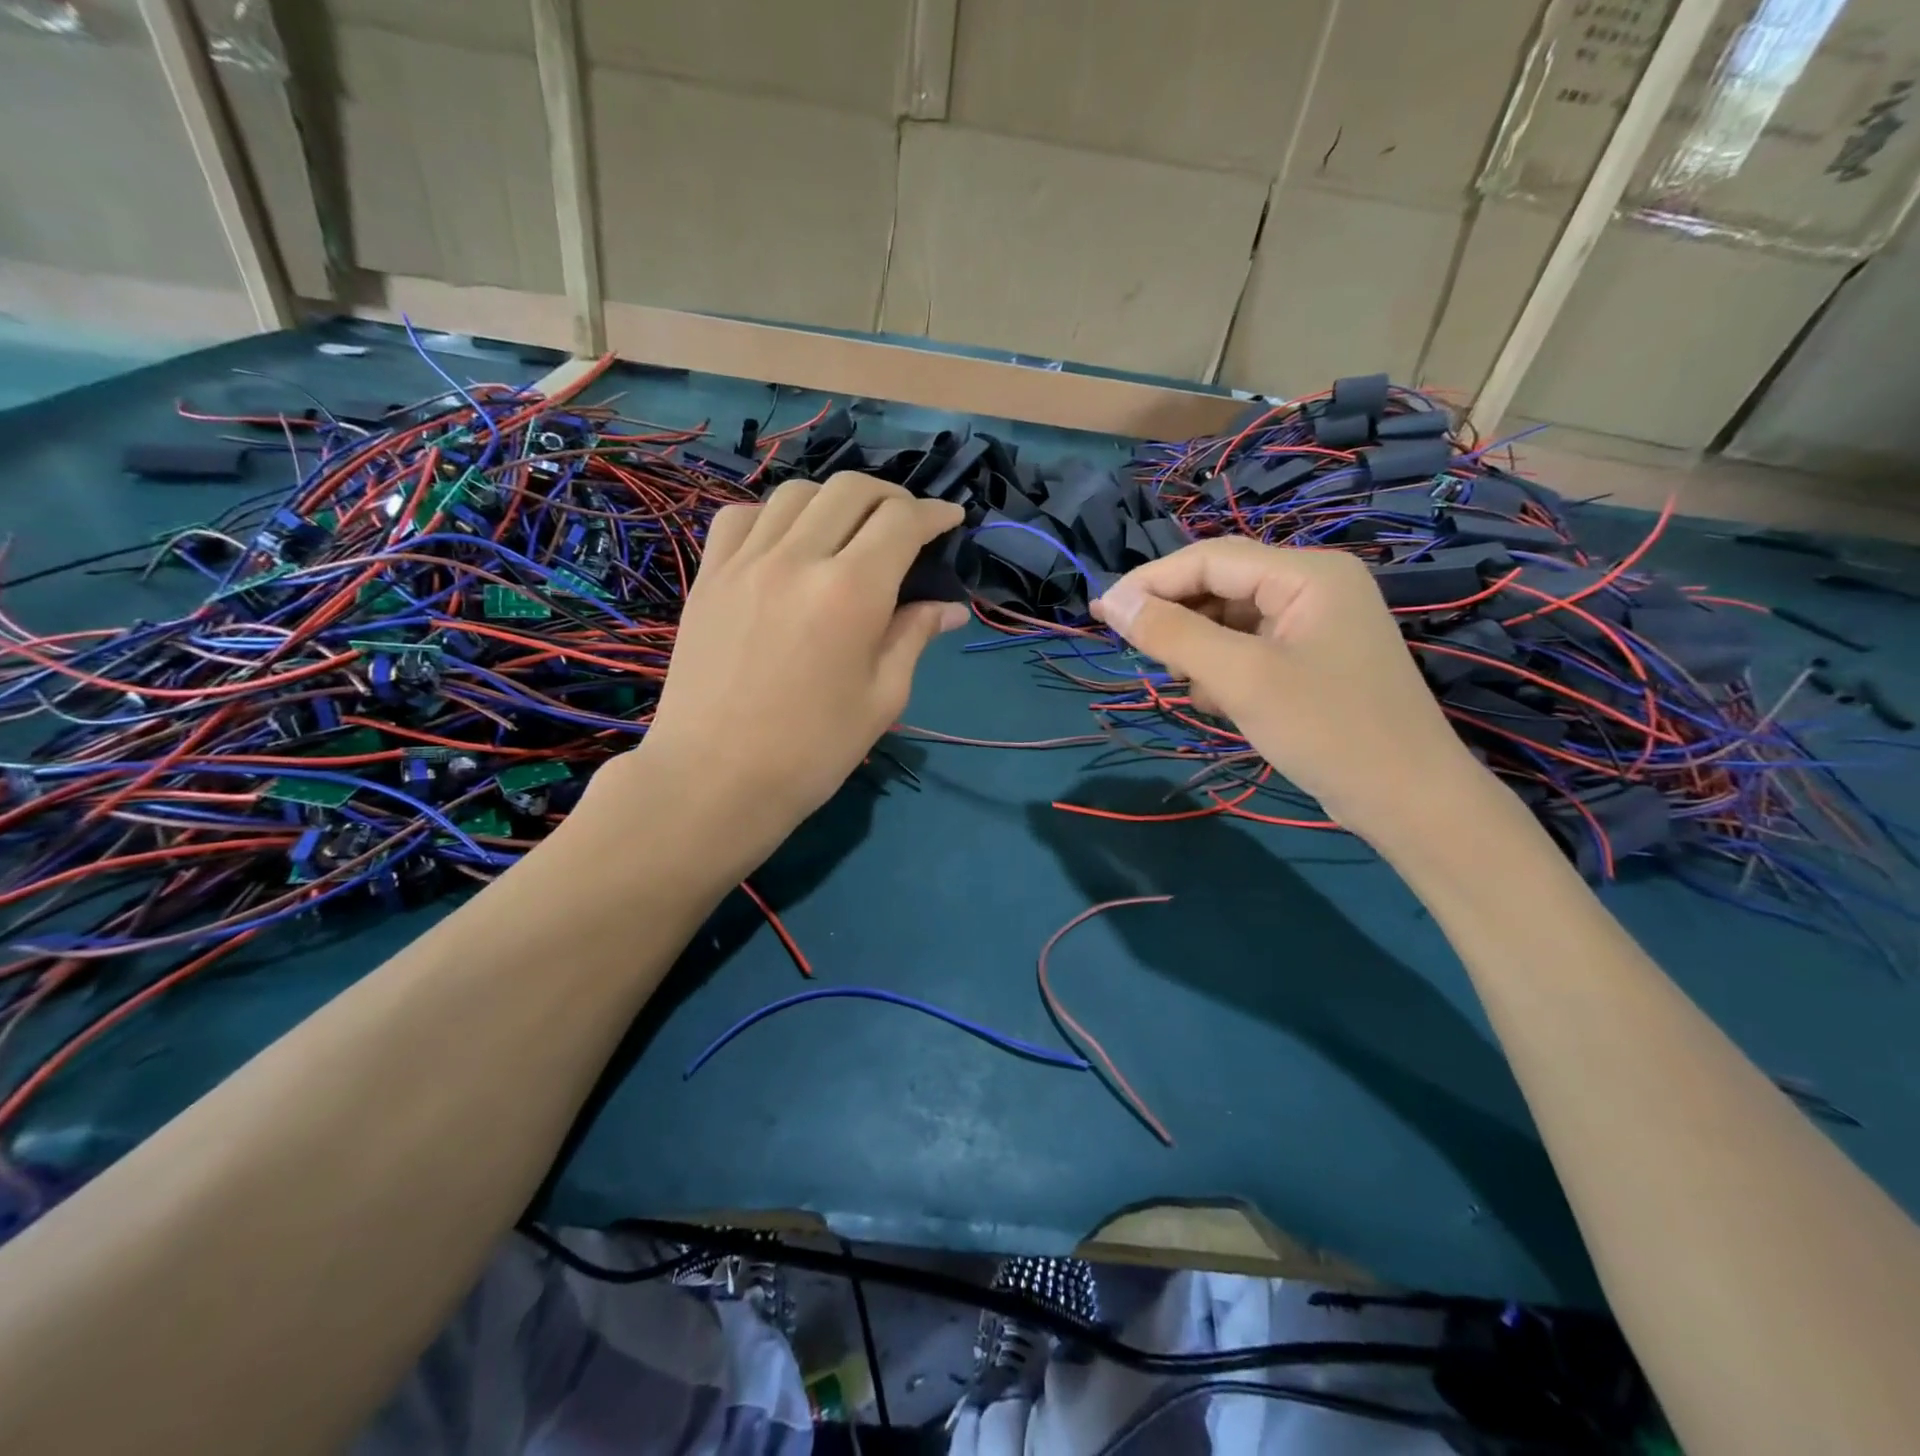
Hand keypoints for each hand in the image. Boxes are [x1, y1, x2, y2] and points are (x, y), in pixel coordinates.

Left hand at [602, 473, 965, 863]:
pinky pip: (742, 516)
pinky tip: (786, 542)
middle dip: (891, 497)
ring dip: (835, 501)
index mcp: (851, 591)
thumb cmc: (812, 751)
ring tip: (849, 530)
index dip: (934, 514)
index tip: (950, 520)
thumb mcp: (882, 699)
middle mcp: (797, 558)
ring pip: (797, 493)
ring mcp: (745, 562)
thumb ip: (914, 637)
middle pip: (851, 490)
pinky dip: (775, 515)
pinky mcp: (709, 576)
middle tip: (906, 524)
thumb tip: (948, 607)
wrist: (715, 780)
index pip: (901, 521)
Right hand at [1091, 538, 1488, 843]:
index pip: (1210, 558)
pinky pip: (1251, 649)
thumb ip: (1173, 634)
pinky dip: (1225, 670)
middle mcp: (1314, 587)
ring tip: (1188, 685)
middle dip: (1178, 620)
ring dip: (1199, 650)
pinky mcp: (1313, 660)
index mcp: (1307, 573)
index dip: (1150, 582)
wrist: (1408, 801)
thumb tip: (1110, 602)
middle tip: (1141, 656)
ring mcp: (1316, 625)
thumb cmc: (1327, 730)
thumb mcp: (1241, 678)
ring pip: (1231, 621)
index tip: (1100, 613)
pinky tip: (1219, 703)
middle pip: (1221, 586)